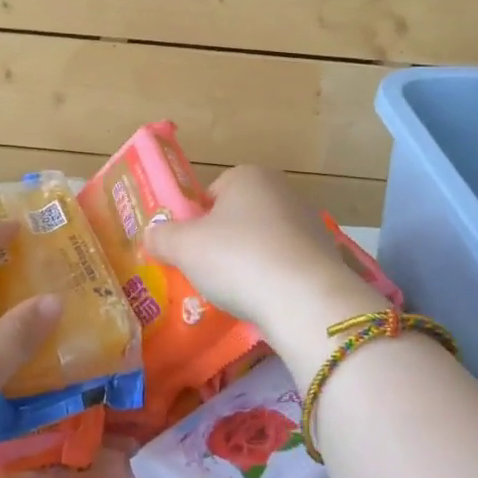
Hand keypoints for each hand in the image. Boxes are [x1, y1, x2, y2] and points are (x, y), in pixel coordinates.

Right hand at [145, 166, 380, 380]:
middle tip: (208, 273)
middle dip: (224, 242)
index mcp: (248, 176)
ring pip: (265, 241)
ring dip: (250, 262)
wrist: (305, 298)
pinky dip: (275, 279)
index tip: (190, 250)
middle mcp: (282, 190)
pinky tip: (266, 302)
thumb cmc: (237, 258)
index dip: (197, 221)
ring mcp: (309, 222)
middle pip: (240, 216)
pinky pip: (288, 265)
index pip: (212, 193)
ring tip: (237, 294)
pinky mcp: (326, 255)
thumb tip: (150, 235)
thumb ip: (162, 237)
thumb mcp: (184, 247)